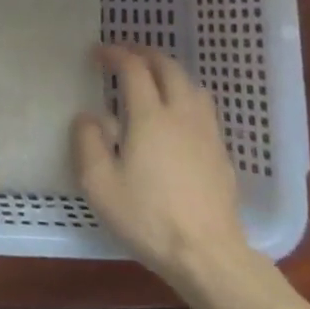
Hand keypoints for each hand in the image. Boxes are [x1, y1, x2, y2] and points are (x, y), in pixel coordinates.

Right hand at [72, 44, 258, 287]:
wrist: (208, 255)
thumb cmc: (148, 218)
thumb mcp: (100, 185)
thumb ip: (88, 143)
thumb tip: (88, 117)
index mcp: (149, 116)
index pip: (134, 68)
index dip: (115, 54)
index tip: (97, 54)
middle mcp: (181, 114)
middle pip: (168, 67)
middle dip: (145, 54)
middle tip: (125, 56)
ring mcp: (206, 132)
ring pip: (191, 84)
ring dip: (169, 72)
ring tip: (153, 79)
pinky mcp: (221, 152)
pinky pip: (203, 107)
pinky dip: (185, 95)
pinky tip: (177, 115)